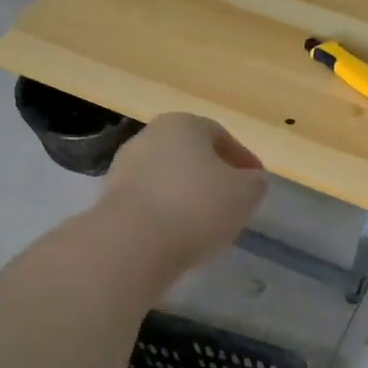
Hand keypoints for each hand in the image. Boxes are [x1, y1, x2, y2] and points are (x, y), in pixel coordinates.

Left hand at [100, 114, 267, 278]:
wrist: (133, 243)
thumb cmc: (197, 206)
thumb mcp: (245, 193)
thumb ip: (255, 182)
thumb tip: (251, 180)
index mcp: (183, 124)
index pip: (221, 136)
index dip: (243, 159)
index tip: (256, 183)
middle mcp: (150, 136)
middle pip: (191, 154)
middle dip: (213, 175)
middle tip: (232, 201)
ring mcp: (125, 167)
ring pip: (169, 178)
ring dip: (189, 195)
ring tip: (207, 223)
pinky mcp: (111, 198)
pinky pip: (151, 201)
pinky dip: (168, 212)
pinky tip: (180, 233)